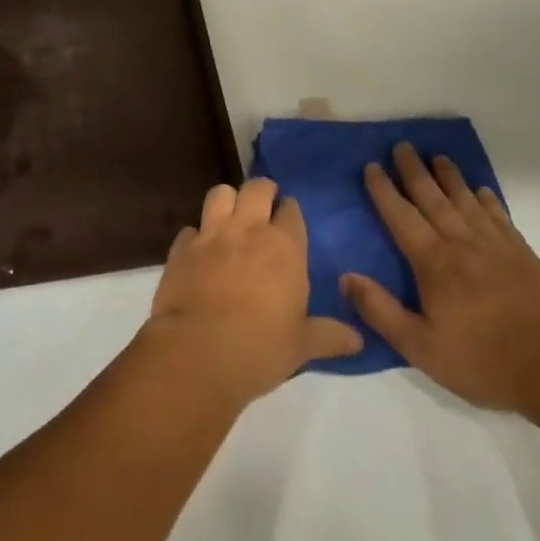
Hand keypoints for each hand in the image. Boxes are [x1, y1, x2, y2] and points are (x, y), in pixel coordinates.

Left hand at [146, 178, 362, 403]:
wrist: (198, 352)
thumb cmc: (260, 348)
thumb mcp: (302, 345)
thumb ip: (330, 336)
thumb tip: (358, 340)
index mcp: (284, 247)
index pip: (291, 210)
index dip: (290, 211)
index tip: (289, 219)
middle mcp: (248, 229)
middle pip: (257, 188)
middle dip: (262, 191)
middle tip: (264, 206)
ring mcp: (211, 234)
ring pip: (220, 194)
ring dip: (227, 200)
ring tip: (231, 217)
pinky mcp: (181, 248)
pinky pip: (190, 229)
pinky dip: (196, 236)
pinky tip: (199, 252)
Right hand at [341, 144, 539, 419]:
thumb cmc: (484, 361)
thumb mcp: (422, 347)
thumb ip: (381, 311)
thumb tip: (346, 277)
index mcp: (434, 262)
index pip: (401, 216)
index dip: (383, 190)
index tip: (372, 166)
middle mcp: (461, 243)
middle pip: (432, 197)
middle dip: (414, 170)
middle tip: (402, 145)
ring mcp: (496, 246)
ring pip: (466, 200)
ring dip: (450, 176)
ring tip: (438, 157)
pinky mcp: (524, 256)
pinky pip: (499, 217)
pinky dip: (487, 200)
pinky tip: (481, 192)